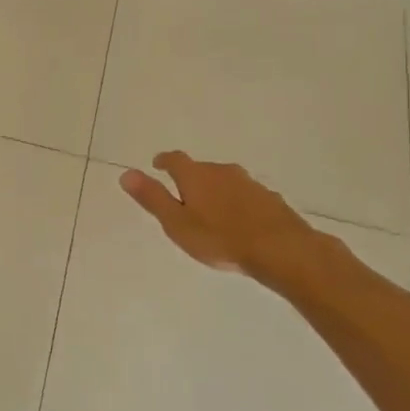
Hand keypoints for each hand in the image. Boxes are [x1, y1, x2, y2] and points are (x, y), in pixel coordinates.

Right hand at [119, 152, 317, 276]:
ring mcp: (250, 184)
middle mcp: (222, 172)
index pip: (175, 159)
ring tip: (212, 211)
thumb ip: (152, 198)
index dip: (164, 161)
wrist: (283, 250)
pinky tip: (241, 222)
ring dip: (217, 191)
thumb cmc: (220, 238)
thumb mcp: (177, 223)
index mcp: (196, 175)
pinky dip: (238, 204)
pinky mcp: (271, 200)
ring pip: (226, 182)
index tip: (158, 165)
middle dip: (191, 179)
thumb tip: (126, 173)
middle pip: (202, 169)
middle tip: (184, 195)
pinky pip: (247, 196)